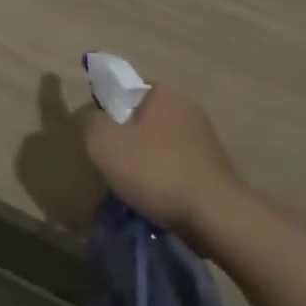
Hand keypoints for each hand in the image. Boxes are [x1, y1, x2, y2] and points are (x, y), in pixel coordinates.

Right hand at [83, 81, 246, 237]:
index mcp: (163, 92)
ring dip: (145, 163)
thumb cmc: (156, 170)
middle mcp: (187, 107)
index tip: (101, 138)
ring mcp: (204, 138)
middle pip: (142, 118)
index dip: (109, 111)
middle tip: (113, 166)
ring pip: (159, 145)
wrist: (215, 216)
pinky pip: (176, 167)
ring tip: (134, 189)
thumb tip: (93, 119)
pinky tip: (157, 200)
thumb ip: (90, 123)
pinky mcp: (213, 168)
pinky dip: (164, 180)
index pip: (126, 89)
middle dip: (127, 140)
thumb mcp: (104, 143)